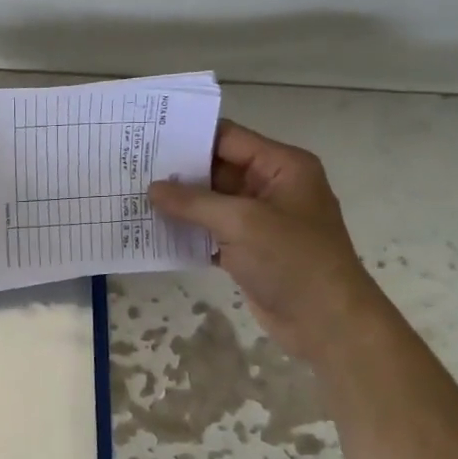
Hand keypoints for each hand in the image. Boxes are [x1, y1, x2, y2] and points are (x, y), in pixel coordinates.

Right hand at [148, 120, 383, 361]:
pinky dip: (185, 231)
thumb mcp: (242, 222)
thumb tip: (152, 188)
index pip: (228, 139)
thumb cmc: (292, 260)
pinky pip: (209, 231)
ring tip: (133, 197)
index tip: (146, 138)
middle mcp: (270, 186)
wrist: (326, 322)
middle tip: (131, 169)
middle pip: (215, 168)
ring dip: (177, 204)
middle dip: (176, 171)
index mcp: (281, 167)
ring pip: (209, 202)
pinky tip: (151, 231)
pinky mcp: (247, 249)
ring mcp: (258, 219)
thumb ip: (194, 202)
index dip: (188, 137)